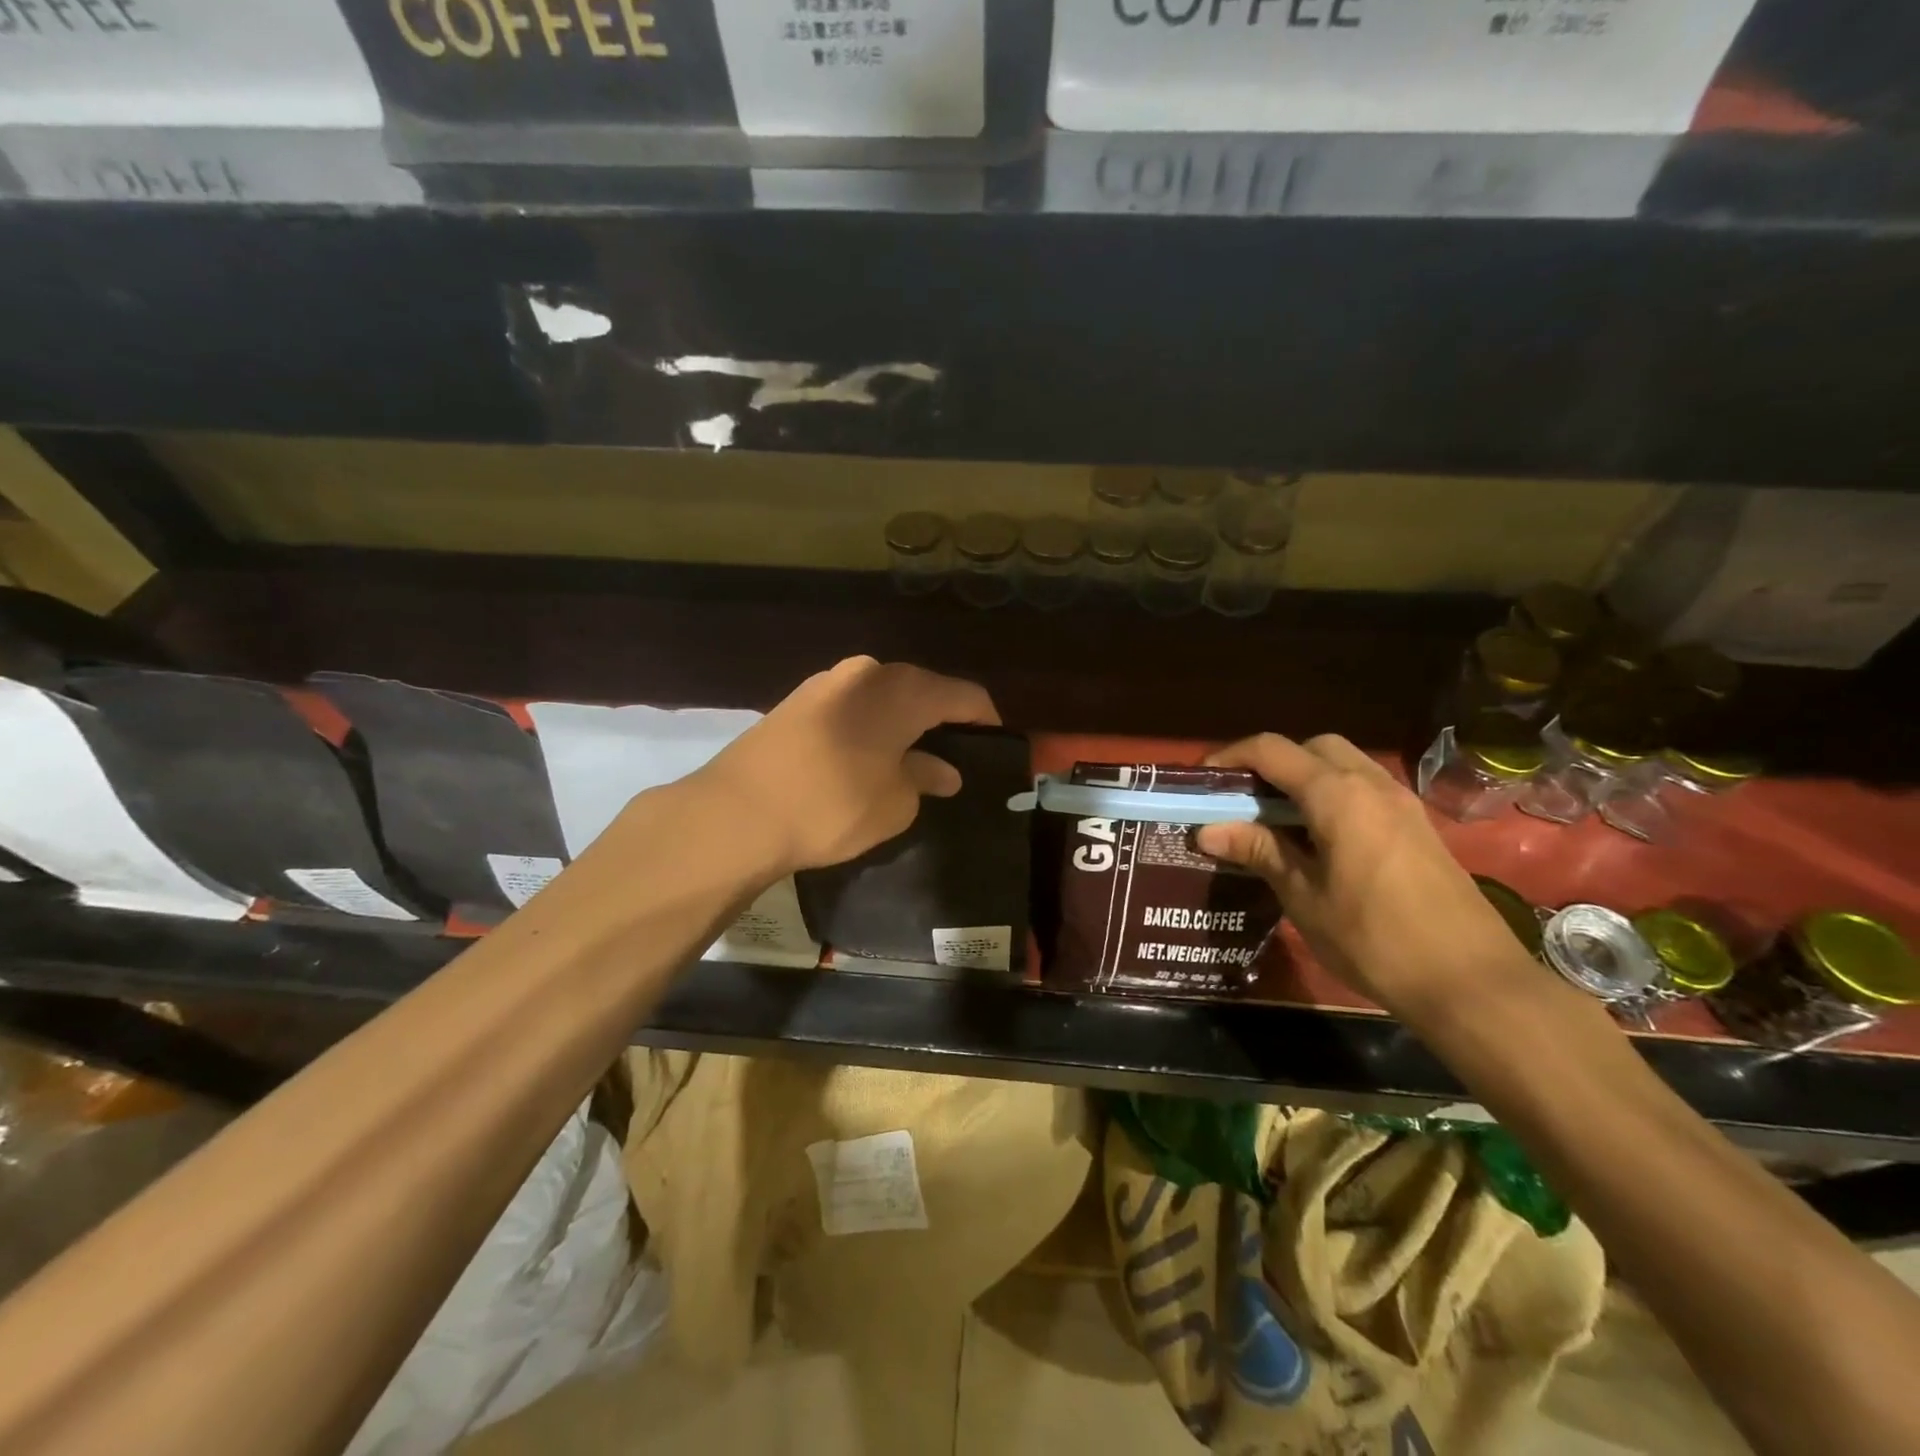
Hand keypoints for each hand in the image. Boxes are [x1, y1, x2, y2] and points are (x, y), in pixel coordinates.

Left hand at [700, 656, 999, 874]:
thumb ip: (925, 778)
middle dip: (943, 719)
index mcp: (901, 690)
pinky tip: (867, 756)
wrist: (735, 813)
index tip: (996, 745)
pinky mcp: (796, 701)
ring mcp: (826, 682)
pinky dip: (870, 726)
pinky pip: (851, 707)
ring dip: (903, 722)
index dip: (985, 719)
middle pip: (921, 689)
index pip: (962, 694)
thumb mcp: (895, 802)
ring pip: (883, 697)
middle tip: (955, 755)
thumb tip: (944, 770)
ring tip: (912, 758)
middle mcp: (866, 672)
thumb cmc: (832, 806)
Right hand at [1193, 733, 1537, 1023]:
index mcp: (1337, 795)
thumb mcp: (1303, 896)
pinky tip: (1319, 838)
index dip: (1231, 756)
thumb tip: (1208, 829)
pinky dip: (1333, 795)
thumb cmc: (1374, 938)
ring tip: (1276, 819)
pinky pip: (1365, 789)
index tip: (1203, 779)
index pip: (1272, 750)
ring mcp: (1401, 803)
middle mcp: (1371, 784)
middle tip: (1244, 799)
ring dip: (1305, 777)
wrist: (1471, 981)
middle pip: (1313, 747)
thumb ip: (1259, 851)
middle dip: (1272, 762)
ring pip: (1343, 764)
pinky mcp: (1418, 826)